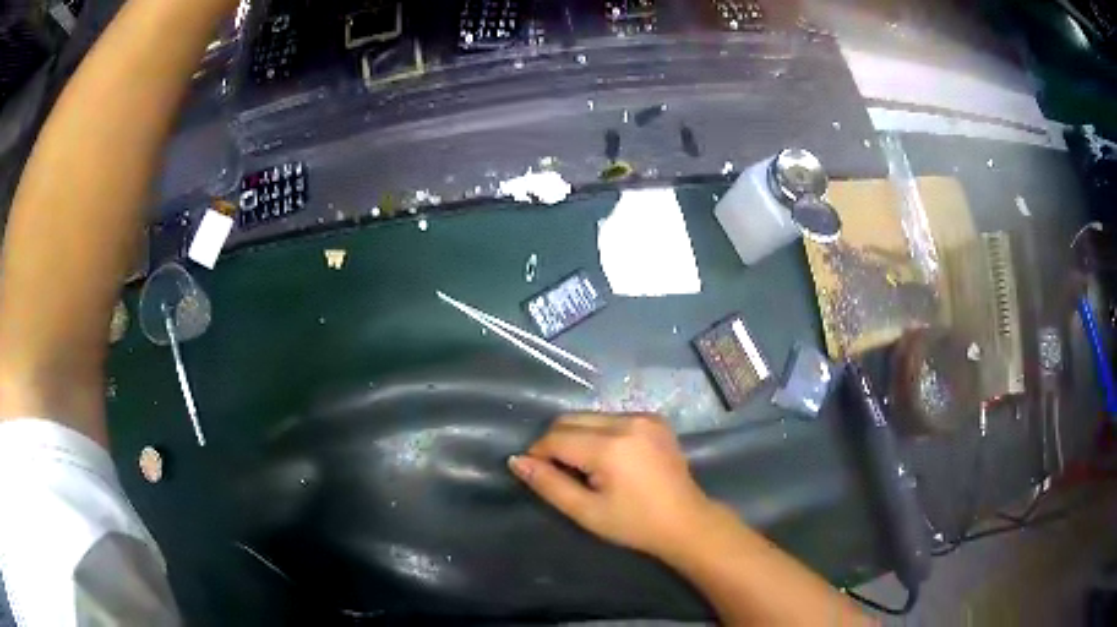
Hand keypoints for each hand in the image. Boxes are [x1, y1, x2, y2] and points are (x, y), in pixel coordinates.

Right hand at [509, 413, 716, 558]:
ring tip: (585, 468)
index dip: (538, 454)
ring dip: (577, 436)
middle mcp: (627, 422)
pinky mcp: (655, 419)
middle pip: (571, 420)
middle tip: (560, 473)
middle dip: (556, 442)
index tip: (536, 473)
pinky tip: (608, 459)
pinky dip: (599, 433)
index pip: (557, 438)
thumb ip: (549, 484)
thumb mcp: (586, 512)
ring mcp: (644, 417)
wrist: (686, 522)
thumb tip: (517, 461)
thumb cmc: (634, 524)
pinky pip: (612, 418)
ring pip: (590, 416)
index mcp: (610, 447)